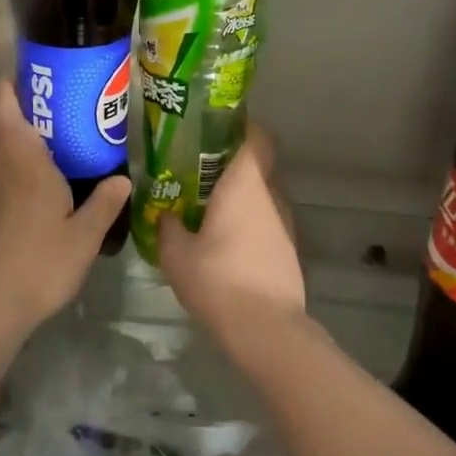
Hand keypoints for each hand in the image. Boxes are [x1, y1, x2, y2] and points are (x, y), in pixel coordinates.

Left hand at [0, 80, 129, 331]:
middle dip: (16, 105)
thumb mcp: (86, 233)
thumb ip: (105, 203)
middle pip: (0, 126)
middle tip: (51, 96)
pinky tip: (35, 169)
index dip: (12, 90)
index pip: (9, 115)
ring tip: (45, 126)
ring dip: (11, 130)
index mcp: (26, 166)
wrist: (2, 299)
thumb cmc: (44, 260)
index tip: (28, 71)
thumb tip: (122, 179)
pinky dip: (10, 156)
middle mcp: (5, 170)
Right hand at [158, 127, 305, 339]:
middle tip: (195, 173)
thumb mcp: (176, 254)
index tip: (212, 131)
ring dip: (238, 197)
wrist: (265, 328)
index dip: (239, 127)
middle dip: (228, 166)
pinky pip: (266, 221)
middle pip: (256, 165)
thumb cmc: (218, 280)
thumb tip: (166, 214)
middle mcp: (271, 195)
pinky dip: (247, 223)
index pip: (256, 136)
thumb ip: (168, 226)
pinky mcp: (289, 248)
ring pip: (261, 196)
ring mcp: (285, 223)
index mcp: (245, 184)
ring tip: (205, 211)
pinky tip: (224, 243)